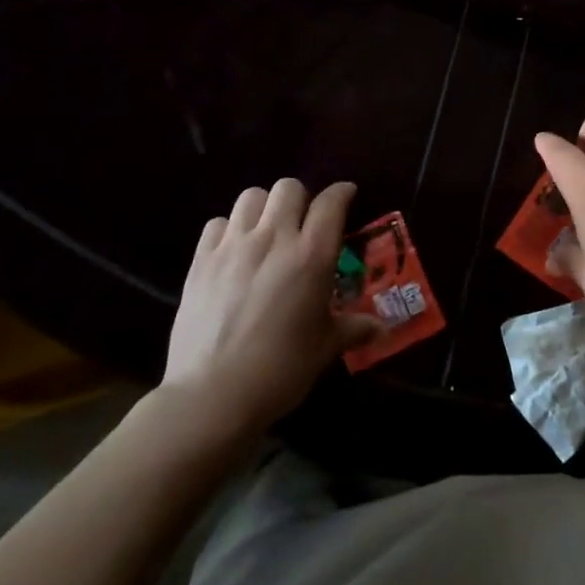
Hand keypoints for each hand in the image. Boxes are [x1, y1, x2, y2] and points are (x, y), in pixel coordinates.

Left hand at [162, 179, 380, 433]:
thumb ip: (353, 328)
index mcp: (311, 255)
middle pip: (289, 188)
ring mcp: (233, 246)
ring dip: (264, 207)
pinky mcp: (201, 259)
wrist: (212, 396)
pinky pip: (217, 223)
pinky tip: (234, 251)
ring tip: (267, 231)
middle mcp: (274, 238)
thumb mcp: (325, 348)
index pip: (331, 202)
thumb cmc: (280, 371)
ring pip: (251, 196)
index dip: (342, 193)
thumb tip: (382, 329)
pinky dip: (230, 229)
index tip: (347, 196)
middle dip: (301, 199)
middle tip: (303, 223)